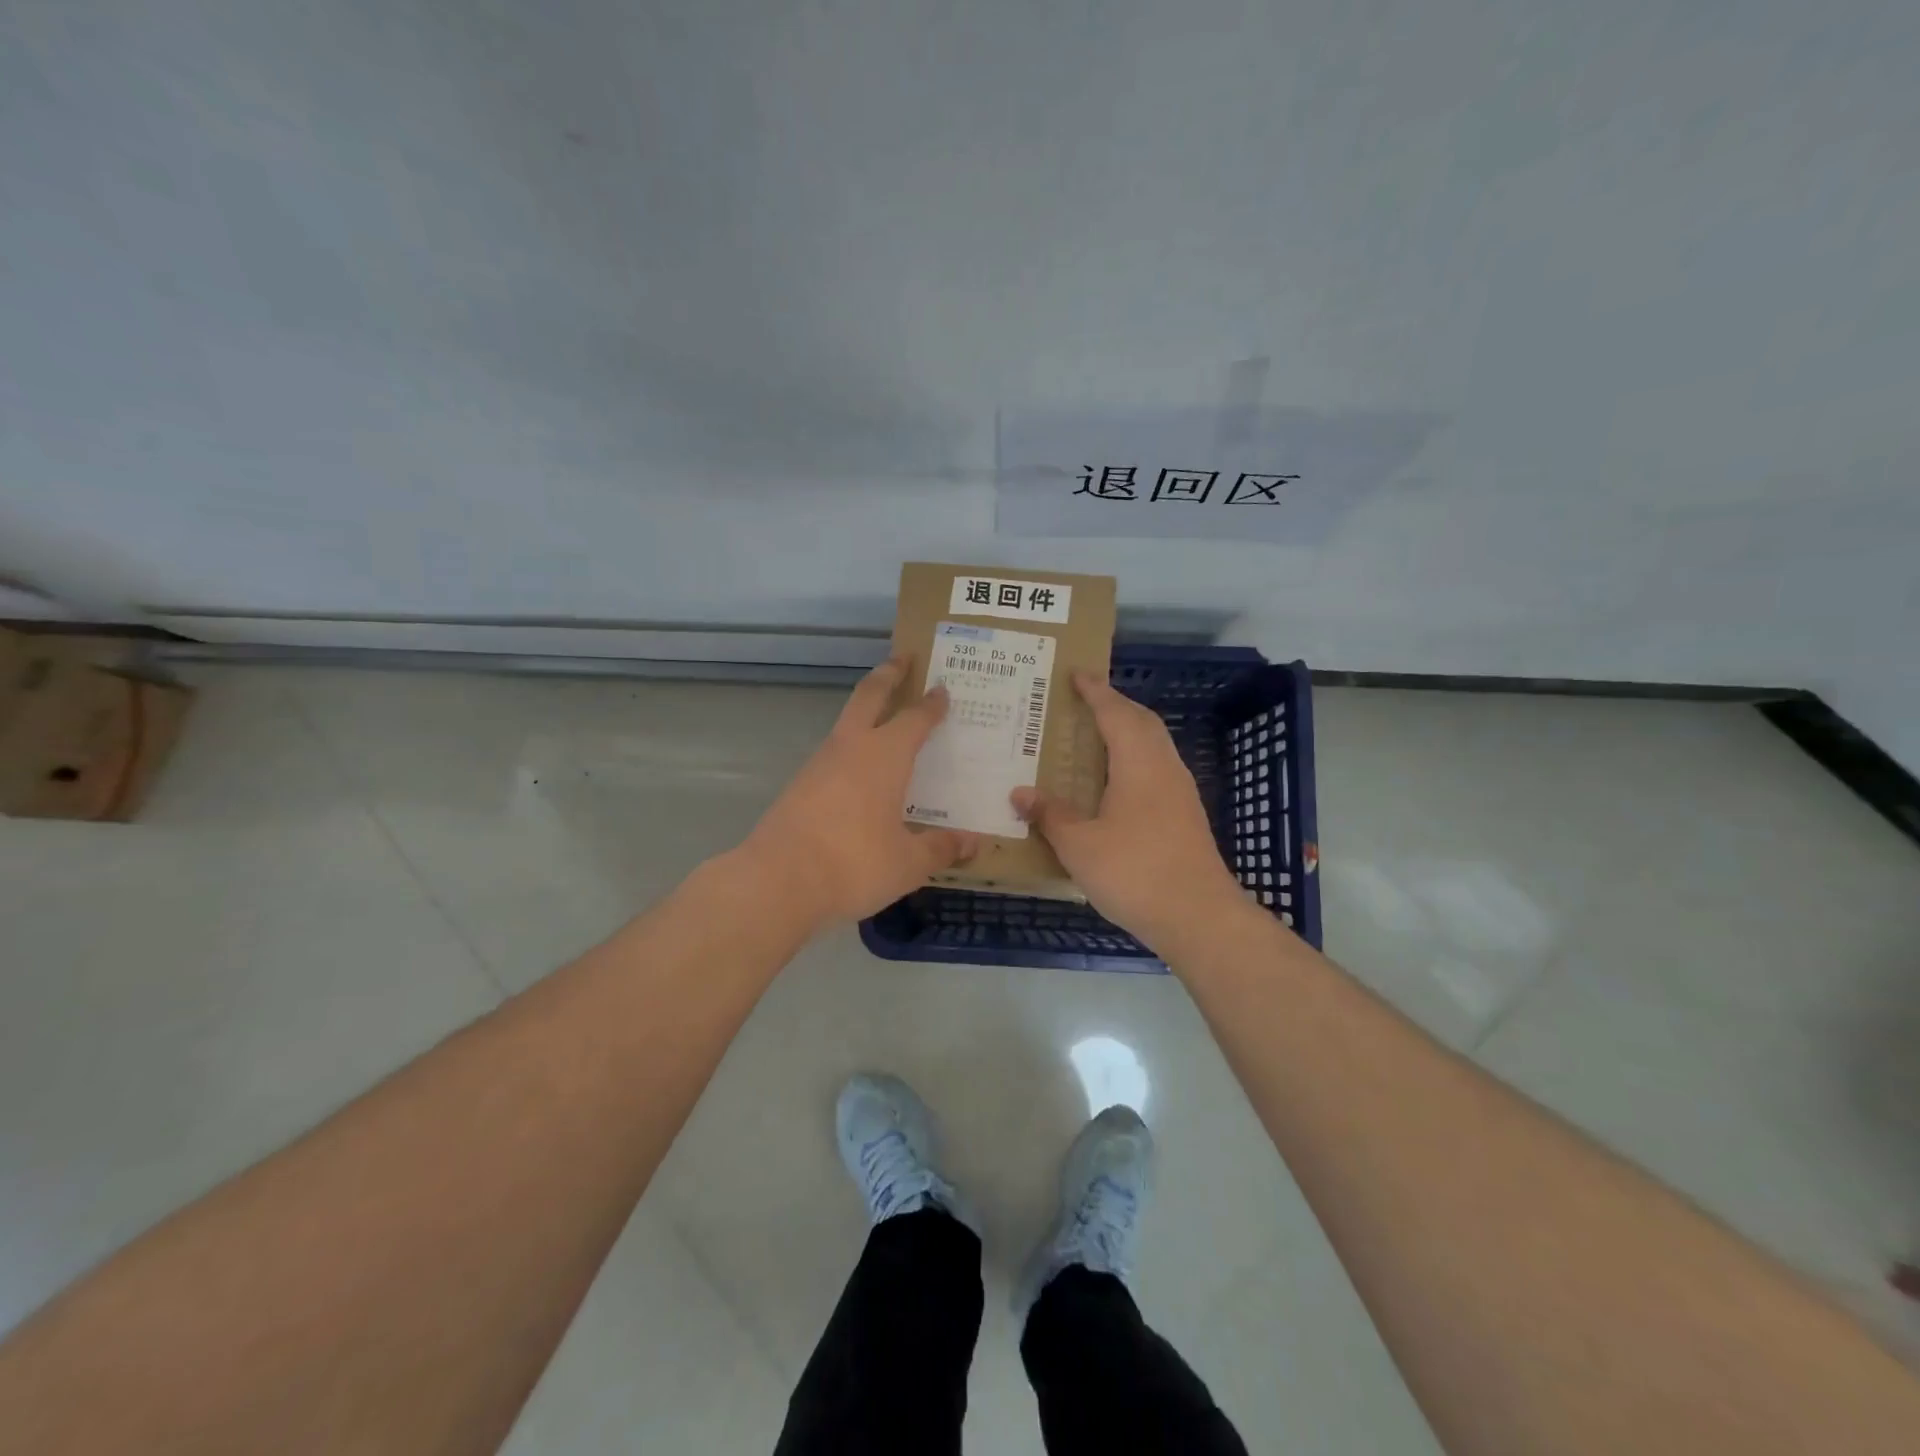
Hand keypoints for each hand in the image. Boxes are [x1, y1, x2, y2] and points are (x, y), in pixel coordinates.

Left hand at [739, 658, 978, 924]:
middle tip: (902, 658)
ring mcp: (819, 765)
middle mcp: (851, 748)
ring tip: (886, 724)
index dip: (931, 704)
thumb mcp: (908, 863)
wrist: (777, 881)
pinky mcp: (798, 787)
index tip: (941, 689)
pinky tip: (860, 777)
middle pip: (869, 696)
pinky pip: (833, 757)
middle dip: (887, 675)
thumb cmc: (854, 863)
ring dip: (866, 714)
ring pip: (846, 725)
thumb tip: (973, 842)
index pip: (914, 718)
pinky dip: (851, 752)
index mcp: (885, 756)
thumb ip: (941, 848)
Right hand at [1011, 671, 1241, 946]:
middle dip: (1116, 705)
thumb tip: (1020, 792)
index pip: (1115, 713)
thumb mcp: (1079, 845)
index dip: (1096, 691)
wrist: (1198, 916)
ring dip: (1128, 731)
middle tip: (1086, 701)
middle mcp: (1164, 768)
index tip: (1077, 674)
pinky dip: (1136, 759)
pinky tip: (1117, 783)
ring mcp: (1180, 793)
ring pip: (1155, 746)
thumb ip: (1050, 815)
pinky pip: (1158, 769)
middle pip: (1142, 722)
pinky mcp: (1186, 816)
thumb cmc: (1134, 872)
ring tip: (1098, 736)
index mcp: (1138, 763)